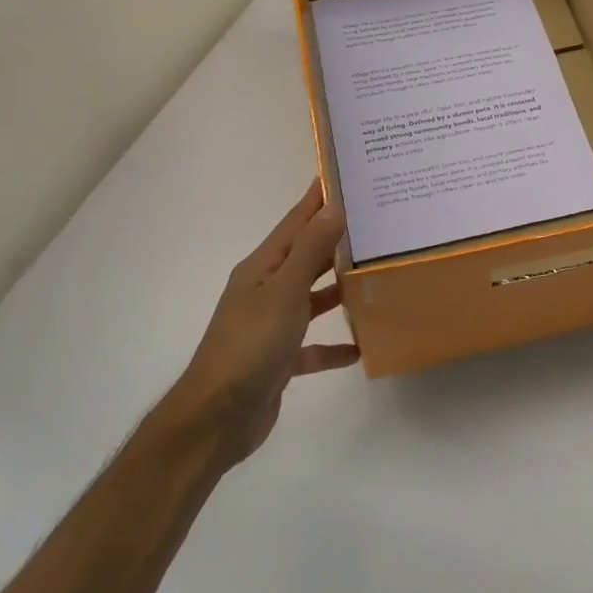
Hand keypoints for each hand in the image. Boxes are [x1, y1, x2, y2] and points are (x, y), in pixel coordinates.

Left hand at [171, 182, 358, 462]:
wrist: (218, 417)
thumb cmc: (251, 344)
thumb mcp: (285, 291)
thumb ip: (311, 250)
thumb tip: (334, 207)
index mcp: (262, 268)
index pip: (294, 223)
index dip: (316, 199)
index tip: (342, 176)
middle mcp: (264, 291)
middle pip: (304, 257)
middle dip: (335, 240)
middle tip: (374, 223)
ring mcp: (270, 326)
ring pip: (310, 299)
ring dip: (337, 290)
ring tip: (374, 277)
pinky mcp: (278, 360)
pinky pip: (312, 345)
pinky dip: (333, 345)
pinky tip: (360, 347)